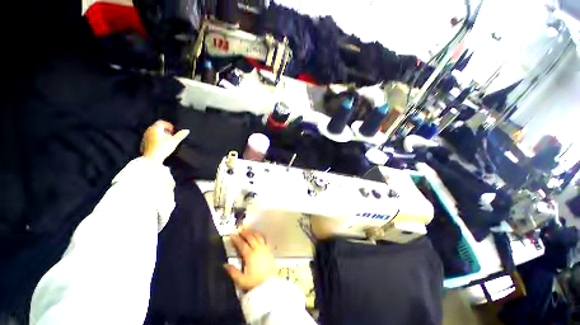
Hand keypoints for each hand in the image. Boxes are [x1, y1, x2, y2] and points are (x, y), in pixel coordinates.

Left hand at [141, 120, 188, 163]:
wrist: (152, 158)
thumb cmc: (163, 148)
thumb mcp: (174, 141)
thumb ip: (180, 135)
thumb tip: (187, 130)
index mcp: (155, 128)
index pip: (161, 122)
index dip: (169, 125)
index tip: (173, 131)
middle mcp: (148, 131)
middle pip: (157, 127)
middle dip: (165, 130)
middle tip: (171, 136)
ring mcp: (145, 137)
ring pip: (154, 132)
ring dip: (161, 135)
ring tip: (167, 141)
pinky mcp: (144, 142)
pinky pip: (151, 138)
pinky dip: (156, 139)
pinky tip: (161, 145)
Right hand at [224, 230, 275, 291]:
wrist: (269, 284)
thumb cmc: (255, 283)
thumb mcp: (241, 280)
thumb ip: (232, 272)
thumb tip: (224, 265)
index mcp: (250, 256)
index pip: (242, 244)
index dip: (237, 239)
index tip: (232, 235)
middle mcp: (258, 249)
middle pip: (251, 238)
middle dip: (244, 233)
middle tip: (239, 230)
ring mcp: (264, 249)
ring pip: (258, 236)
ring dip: (252, 232)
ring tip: (248, 230)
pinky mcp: (269, 250)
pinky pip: (264, 239)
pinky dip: (260, 235)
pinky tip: (258, 235)